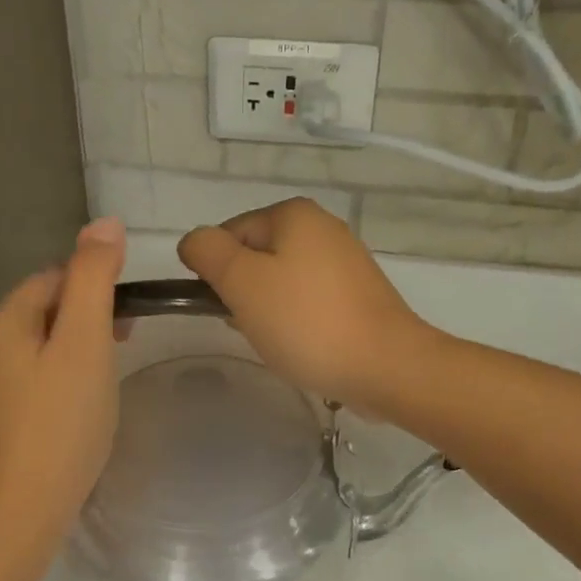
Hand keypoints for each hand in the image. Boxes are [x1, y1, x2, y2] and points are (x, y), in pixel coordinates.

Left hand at [0, 218, 125, 535]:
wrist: (23, 508)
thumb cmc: (61, 421)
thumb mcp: (85, 342)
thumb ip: (93, 280)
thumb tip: (105, 222)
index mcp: (2, 321)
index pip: (52, 278)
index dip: (94, 285)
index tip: (130, 315)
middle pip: (43, 311)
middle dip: (86, 317)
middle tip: (126, 342)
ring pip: (39, 347)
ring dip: (75, 347)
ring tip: (109, 373)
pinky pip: (32, 378)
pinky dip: (61, 377)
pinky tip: (81, 404)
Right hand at [178, 198, 430, 407]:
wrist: (386, 366)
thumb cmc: (307, 322)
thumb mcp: (242, 282)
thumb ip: (208, 253)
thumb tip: (194, 241)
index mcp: (294, 214)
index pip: (229, 234)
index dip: (217, 273)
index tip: (228, 308)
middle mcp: (323, 228)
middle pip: (257, 258)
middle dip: (245, 294)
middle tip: (253, 328)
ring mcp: (346, 262)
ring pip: (283, 284)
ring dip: (270, 312)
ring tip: (280, 342)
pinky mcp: (360, 296)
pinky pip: (311, 303)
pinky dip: (299, 323)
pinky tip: (304, 348)